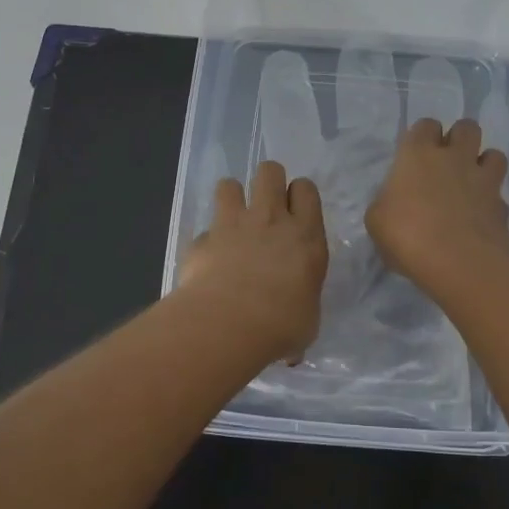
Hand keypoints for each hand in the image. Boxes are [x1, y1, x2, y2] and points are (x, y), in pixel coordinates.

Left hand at [181, 161, 328, 362]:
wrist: (228, 324)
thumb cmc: (281, 325)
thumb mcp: (306, 322)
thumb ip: (300, 310)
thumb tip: (294, 338)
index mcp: (306, 236)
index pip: (306, 189)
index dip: (299, 195)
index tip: (295, 213)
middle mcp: (271, 220)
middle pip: (270, 170)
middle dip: (268, 181)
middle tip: (266, 207)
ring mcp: (233, 224)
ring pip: (230, 183)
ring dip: (232, 198)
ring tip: (233, 221)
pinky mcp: (202, 239)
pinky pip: (205, 228)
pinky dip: (207, 240)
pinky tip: (208, 261)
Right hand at [366, 118, 508, 304]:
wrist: (460, 264)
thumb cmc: (408, 236)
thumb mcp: (377, 221)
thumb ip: (387, 203)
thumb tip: (394, 203)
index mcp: (418, 155)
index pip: (425, 125)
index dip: (422, 137)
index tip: (416, 156)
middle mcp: (454, 158)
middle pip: (466, 127)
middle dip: (459, 139)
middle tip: (447, 162)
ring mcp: (483, 180)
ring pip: (494, 153)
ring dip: (484, 163)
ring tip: (471, 183)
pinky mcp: (502, 205)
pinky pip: (500, 193)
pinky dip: (492, 201)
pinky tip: (480, 217)